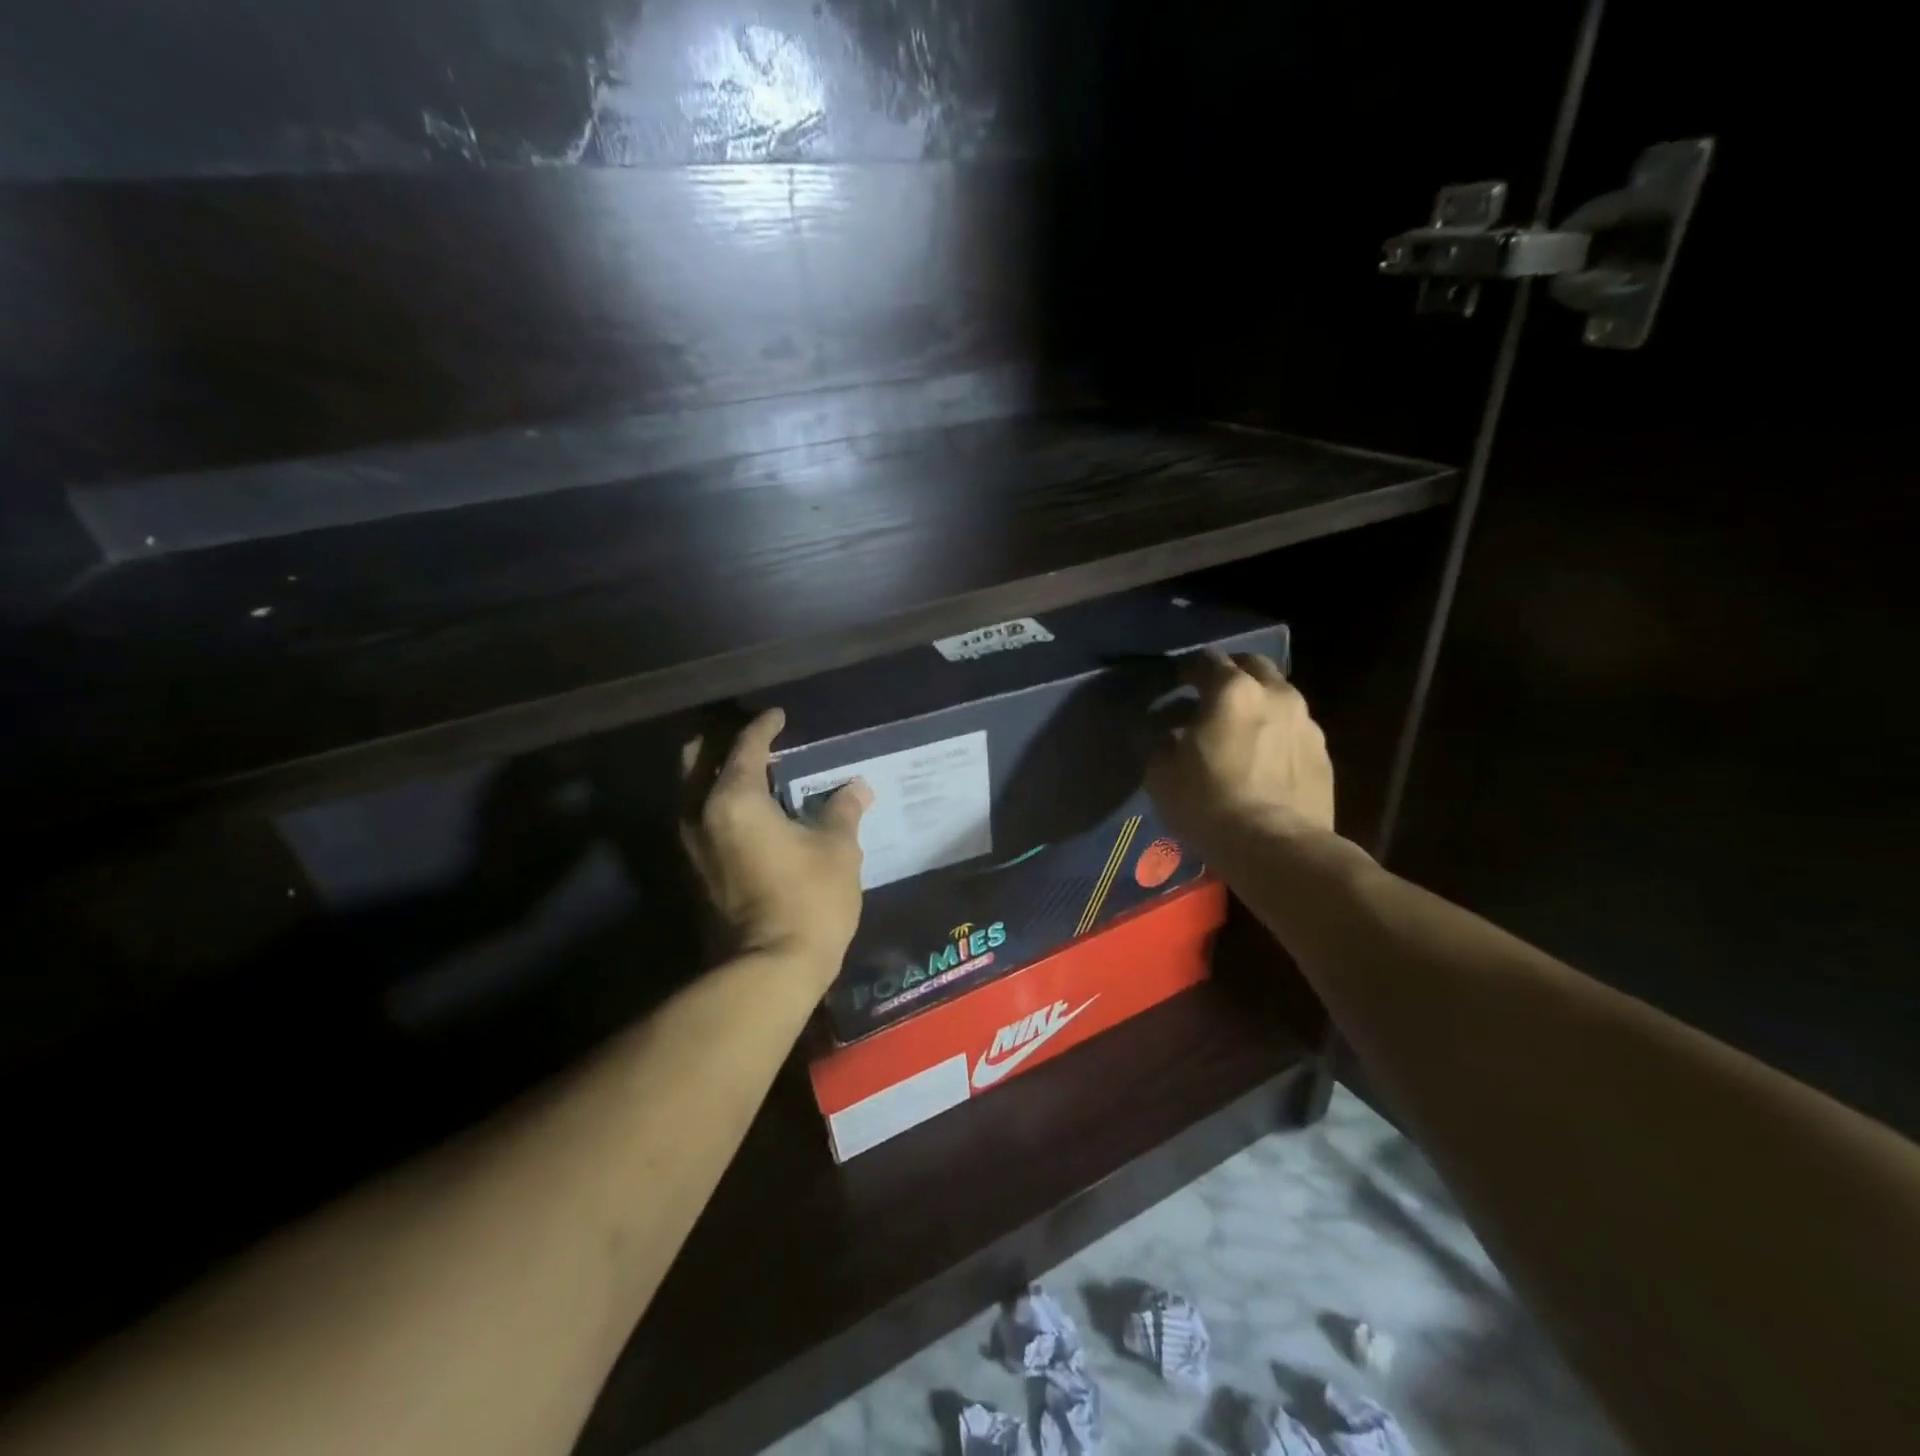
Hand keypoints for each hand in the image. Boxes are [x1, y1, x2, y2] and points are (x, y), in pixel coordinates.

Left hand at [679, 708, 871, 977]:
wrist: (768, 972)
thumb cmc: (808, 901)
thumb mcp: (838, 849)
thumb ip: (842, 811)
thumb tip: (856, 788)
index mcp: (734, 799)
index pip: (745, 746)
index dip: (764, 726)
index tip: (780, 716)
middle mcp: (700, 815)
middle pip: (698, 760)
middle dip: (722, 742)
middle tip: (757, 740)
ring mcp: (690, 847)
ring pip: (693, 791)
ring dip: (718, 774)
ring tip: (754, 772)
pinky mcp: (694, 873)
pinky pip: (701, 819)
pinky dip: (719, 803)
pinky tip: (751, 812)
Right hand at [1145, 651, 1334, 841]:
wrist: (1278, 850)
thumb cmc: (1209, 805)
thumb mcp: (1160, 774)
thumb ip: (1156, 741)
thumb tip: (1157, 730)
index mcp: (1232, 691)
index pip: (1206, 660)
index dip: (1186, 669)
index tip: (1173, 683)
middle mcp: (1275, 694)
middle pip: (1251, 666)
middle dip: (1229, 675)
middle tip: (1208, 697)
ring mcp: (1306, 723)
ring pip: (1278, 696)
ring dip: (1256, 704)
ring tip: (1237, 732)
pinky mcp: (1323, 755)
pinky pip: (1293, 730)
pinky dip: (1275, 733)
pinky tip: (1261, 761)